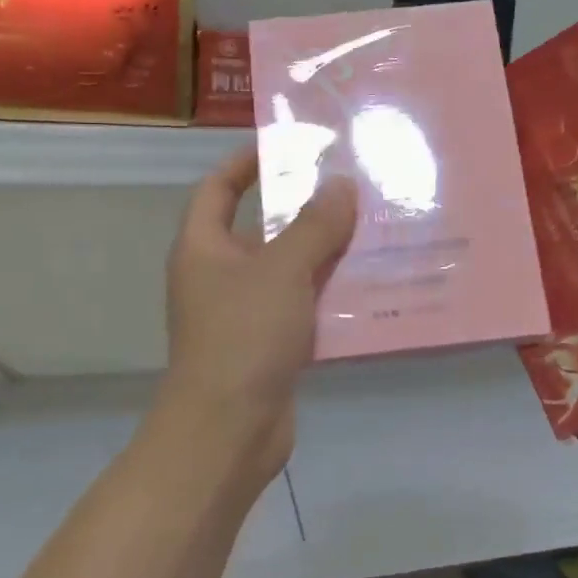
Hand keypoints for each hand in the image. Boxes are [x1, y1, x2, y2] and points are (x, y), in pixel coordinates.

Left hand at [162, 146, 356, 473]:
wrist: (229, 431)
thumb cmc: (243, 336)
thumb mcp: (281, 270)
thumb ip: (313, 225)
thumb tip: (341, 185)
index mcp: (204, 248)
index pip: (218, 188)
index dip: (246, 163)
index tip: (289, 147)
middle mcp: (220, 275)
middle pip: (262, 228)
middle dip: (305, 209)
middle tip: (353, 189)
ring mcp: (245, 312)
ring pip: (290, 269)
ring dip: (326, 252)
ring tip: (374, 230)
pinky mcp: (271, 344)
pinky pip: (304, 306)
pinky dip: (331, 294)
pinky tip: (372, 285)